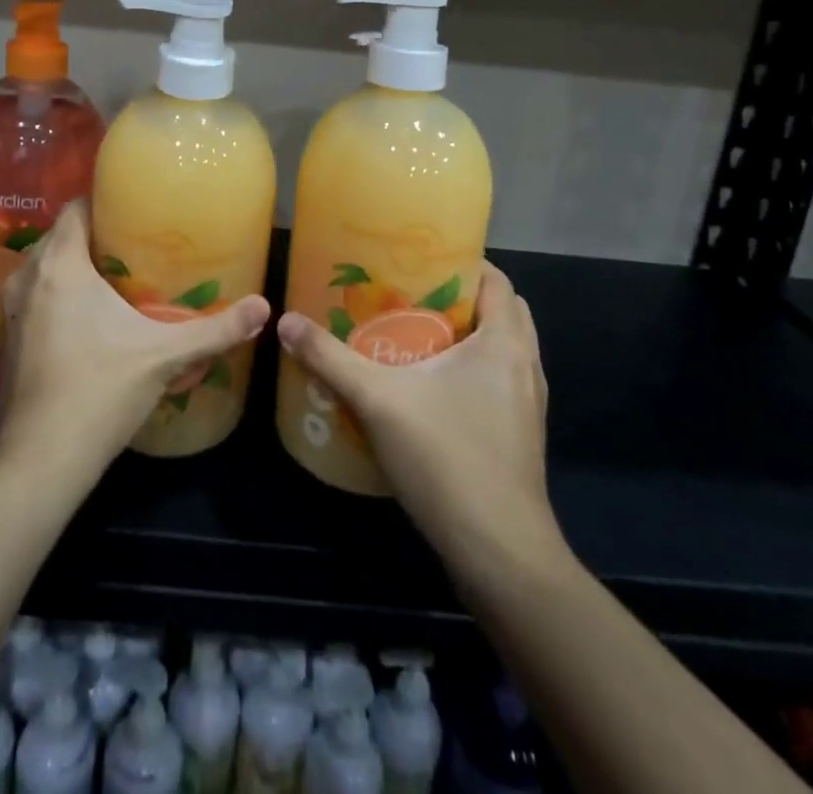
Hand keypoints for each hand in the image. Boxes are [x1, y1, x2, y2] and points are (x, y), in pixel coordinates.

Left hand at [0, 201, 269, 491]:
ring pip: (43, 267)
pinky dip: (57, 294)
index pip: (75, 208)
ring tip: (118, 278)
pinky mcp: (6, 340)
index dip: (105, 202)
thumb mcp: (164, 355)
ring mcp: (11, 311)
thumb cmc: (99, 392)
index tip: (137, 211)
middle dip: (95, 235)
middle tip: (138, 245)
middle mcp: (27, 278)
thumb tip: (264, 308)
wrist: (39, 462)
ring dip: (74, 266)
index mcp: (59, 265)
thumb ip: (216, 330)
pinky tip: (88, 319)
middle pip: (61, 236)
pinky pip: (34, 296)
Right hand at [276, 261, 564, 576]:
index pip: (497, 280)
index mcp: (505, 342)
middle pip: (501, 311)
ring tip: (413, 334)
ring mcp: (527, 406)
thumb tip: (285, 321)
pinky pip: (498, 383)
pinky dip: (471, 371)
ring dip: (467, 336)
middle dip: (460, 297)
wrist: (500, 554)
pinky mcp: (519, 437)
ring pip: (502, 350)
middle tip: (409, 294)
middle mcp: (525, 366)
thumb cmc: (447, 459)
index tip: (419, 258)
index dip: (463, 261)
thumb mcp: (378, 400)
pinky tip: (428, 388)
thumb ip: (330, 358)